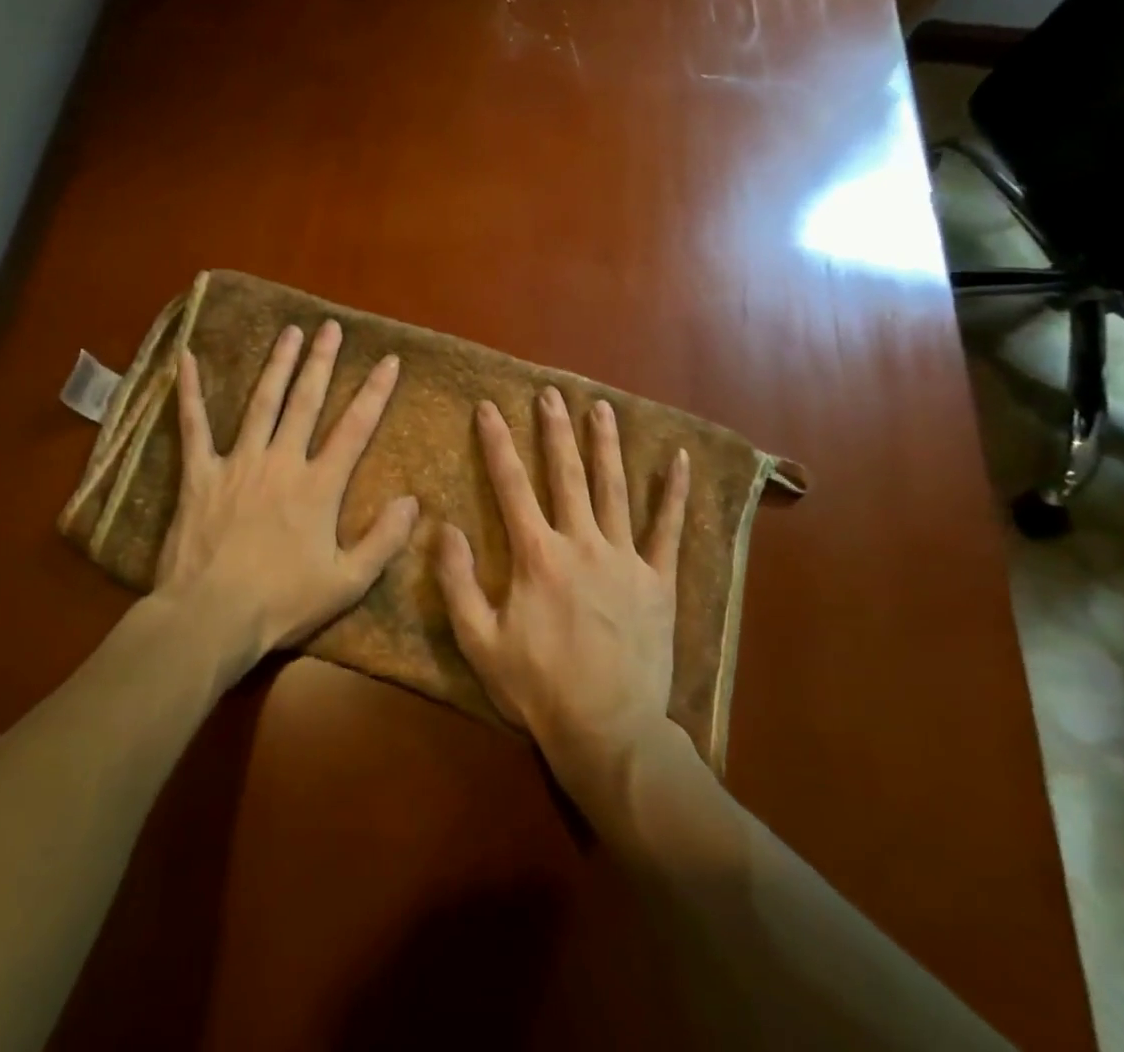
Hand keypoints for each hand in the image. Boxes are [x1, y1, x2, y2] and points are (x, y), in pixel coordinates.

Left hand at [153, 320, 417, 670]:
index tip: (388, 360)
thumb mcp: (347, 582)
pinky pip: (193, 426)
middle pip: (306, 402)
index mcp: (318, 485)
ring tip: (290, 332)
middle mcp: (281, 461)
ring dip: (277, 365)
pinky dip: (189, 393)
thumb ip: (383, 540)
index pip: (355, 428)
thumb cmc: (281, 603)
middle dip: (322, 362)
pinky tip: (186, 360)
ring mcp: (238, 463)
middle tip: (331, 327)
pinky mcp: (199, 475)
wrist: (211, 617)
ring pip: (262, 403)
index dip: (375, 392)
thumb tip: (413, 501)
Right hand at [434, 387, 689, 803]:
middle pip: (565, 475)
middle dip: (555, 430)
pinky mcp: (659, 580)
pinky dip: (675, 493)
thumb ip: (456, 581)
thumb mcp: (479, 641)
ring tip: (600, 407)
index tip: (488, 408)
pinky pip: (669, 529)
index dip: (496, 443)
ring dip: (605, 445)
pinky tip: (681, 459)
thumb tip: (442, 526)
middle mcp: (581, 543)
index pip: (510, 485)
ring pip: (614, 488)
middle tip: (550, 393)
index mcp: (537, 555)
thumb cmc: (538, 687)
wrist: (608, 731)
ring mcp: (625, 559)